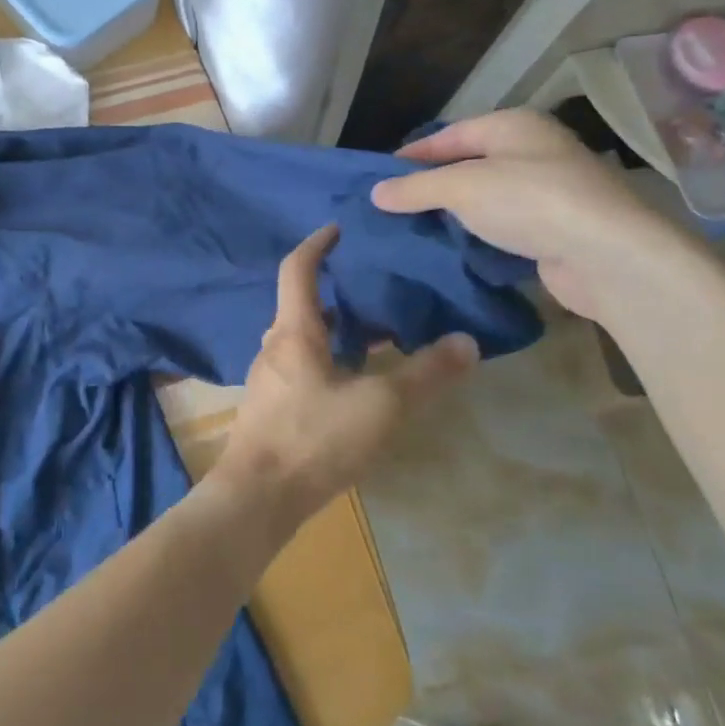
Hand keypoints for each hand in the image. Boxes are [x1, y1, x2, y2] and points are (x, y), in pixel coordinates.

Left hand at [209, 226, 479, 535]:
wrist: (258, 497)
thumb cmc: (315, 439)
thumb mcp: (381, 406)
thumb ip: (425, 374)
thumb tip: (466, 342)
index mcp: (294, 330)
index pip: (298, 269)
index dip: (317, 244)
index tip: (338, 228)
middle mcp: (274, 346)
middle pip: (302, 305)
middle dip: (336, 292)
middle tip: (374, 288)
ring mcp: (268, 379)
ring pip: (302, 339)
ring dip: (334, 330)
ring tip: (375, 336)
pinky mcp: (270, 408)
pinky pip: (301, 367)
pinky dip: (327, 360)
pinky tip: (353, 386)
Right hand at [370, 110, 688, 320]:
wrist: (608, 256)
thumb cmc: (530, 201)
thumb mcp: (462, 187)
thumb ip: (416, 188)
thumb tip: (376, 193)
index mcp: (513, 126)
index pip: (451, 135)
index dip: (414, 154)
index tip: (380, 176)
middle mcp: (533, 151)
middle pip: (469, 165)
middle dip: (432, 186)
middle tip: (393, 206)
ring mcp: (549, 191)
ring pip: (487, 198)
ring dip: (454, 214)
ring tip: (414, 230)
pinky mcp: (556, 230)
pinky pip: (505, 227)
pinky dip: (479, 236)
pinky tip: (453, 250)